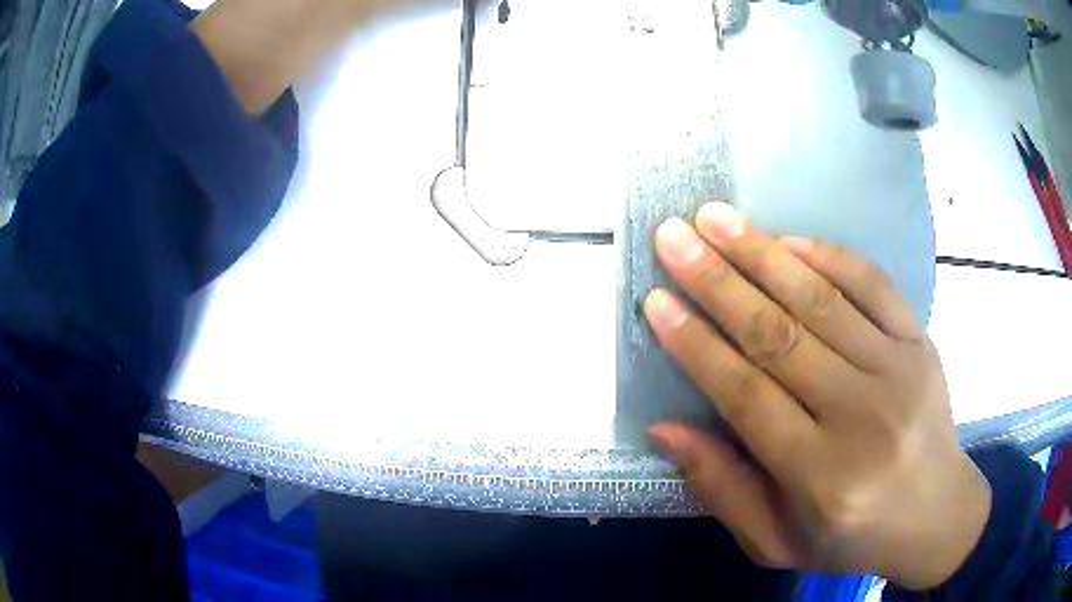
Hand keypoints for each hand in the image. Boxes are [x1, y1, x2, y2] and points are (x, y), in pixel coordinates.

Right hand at [644, 202, 990, 589]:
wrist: (936, 515)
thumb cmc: (850, 538)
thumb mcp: (775, 541)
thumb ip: (722, 488)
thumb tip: (664, 427)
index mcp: (821, 477)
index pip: (747, 397)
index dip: (697, 346)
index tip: (656, 300)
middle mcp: (862, 417)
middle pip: (781, 337)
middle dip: (718, 281)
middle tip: (673, 236)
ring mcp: (898, 370)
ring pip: (822, 301)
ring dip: (763, 254)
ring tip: (715, 218)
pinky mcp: (920, 342)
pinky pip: (873, 285)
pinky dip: (829, 256)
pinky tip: (788, 239)